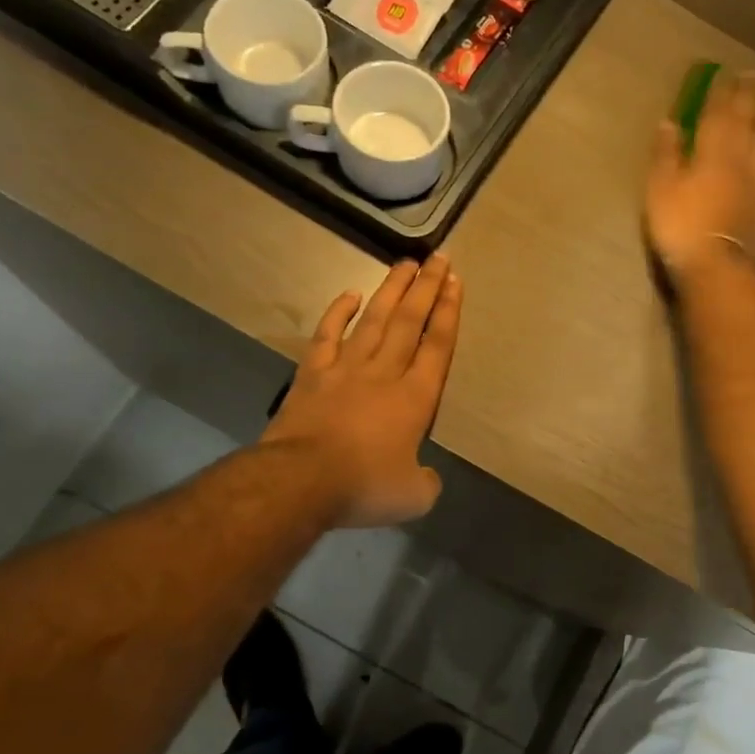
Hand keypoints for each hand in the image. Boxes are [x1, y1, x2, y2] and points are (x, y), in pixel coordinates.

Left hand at [261, 255, 463, 527]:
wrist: (299, 481)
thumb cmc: (363, 486)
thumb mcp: (413, 497)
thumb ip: (426, 482)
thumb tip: (425, 477)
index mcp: (415, 398)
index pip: (438, 346)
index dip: (449, 312)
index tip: (455, 282)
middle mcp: (385, 373)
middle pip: (410, 322)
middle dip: (427, 288)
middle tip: (439, 257)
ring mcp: (346, 369)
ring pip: (374, 320)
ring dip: (391, 290)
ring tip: (405, 263)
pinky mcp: (313, 374)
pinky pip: (327, 335)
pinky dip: (338, 313)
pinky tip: (350, 294)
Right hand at [645, 69, 754, 286]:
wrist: (719, 269)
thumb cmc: (681, 228)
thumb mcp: (659, 190)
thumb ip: (666, 155)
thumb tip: (669, 122)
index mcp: (711, 151)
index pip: (717, 112)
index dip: (722, 92)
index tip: (726, 73)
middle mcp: (743, 159)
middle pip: (750, 121)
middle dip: (752, 97)